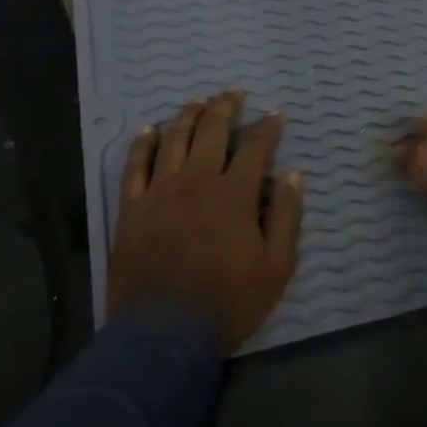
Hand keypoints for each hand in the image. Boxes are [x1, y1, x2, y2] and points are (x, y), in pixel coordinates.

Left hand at [108, 91, 303, 351]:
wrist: (164, 333)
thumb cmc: (229, 301)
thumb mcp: (277, 265)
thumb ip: (287, 216)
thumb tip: (293, 175)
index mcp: (236, 194)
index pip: (256, 148)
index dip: (268, 128)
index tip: (276, 115)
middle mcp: (198, 181)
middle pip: (212, 131)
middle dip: (227, 107)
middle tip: (235, 92)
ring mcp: (160, 192)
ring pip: (174, 139)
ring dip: (188, 115)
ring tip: (199, 100)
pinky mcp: (132, 208)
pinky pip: (135, 166)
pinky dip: (143, 144)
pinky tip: (149, 130)